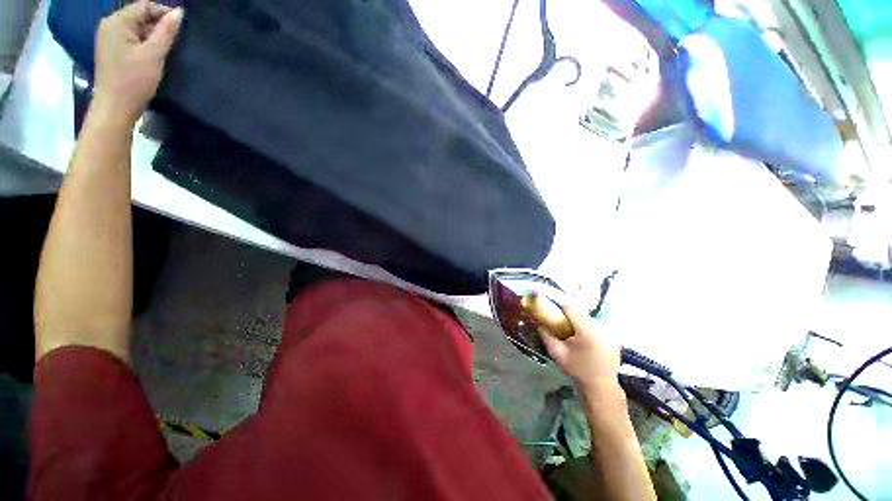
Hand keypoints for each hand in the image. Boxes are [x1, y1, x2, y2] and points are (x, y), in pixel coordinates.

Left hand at [93, 1, 183, 123]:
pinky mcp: (112, 51)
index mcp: (117, 22)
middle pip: (140, 16)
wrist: (114, 108)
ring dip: (152, 36)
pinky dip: (144, 43)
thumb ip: (166, 32)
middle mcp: (110, 25)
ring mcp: (109, 39)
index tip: (182, 27)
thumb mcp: (153, 55)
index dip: (164, 13)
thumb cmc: (133, 81)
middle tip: (176, 41)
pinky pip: (131, 39)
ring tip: (167, 49)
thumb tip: (179, 12)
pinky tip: (153, 55)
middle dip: (158, 25)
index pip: (145, 6)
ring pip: (136, 28)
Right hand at [539, 303, 621, 391]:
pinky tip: (586, 340)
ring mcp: (609, 331)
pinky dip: (589, 328)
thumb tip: (538, 321)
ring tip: (573, 334)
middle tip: (561, 325)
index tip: (552, 310)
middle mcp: (600, 326)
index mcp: (586, 329)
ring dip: (580, 321)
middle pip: (580, 312)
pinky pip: (597, 325)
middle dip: (569, 315)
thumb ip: (546, 334)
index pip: (570, 307)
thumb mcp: (556, 352)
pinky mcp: (614, 336)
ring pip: (589, 318)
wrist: (601, 386)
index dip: (559, 306)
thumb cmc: (577, 369)